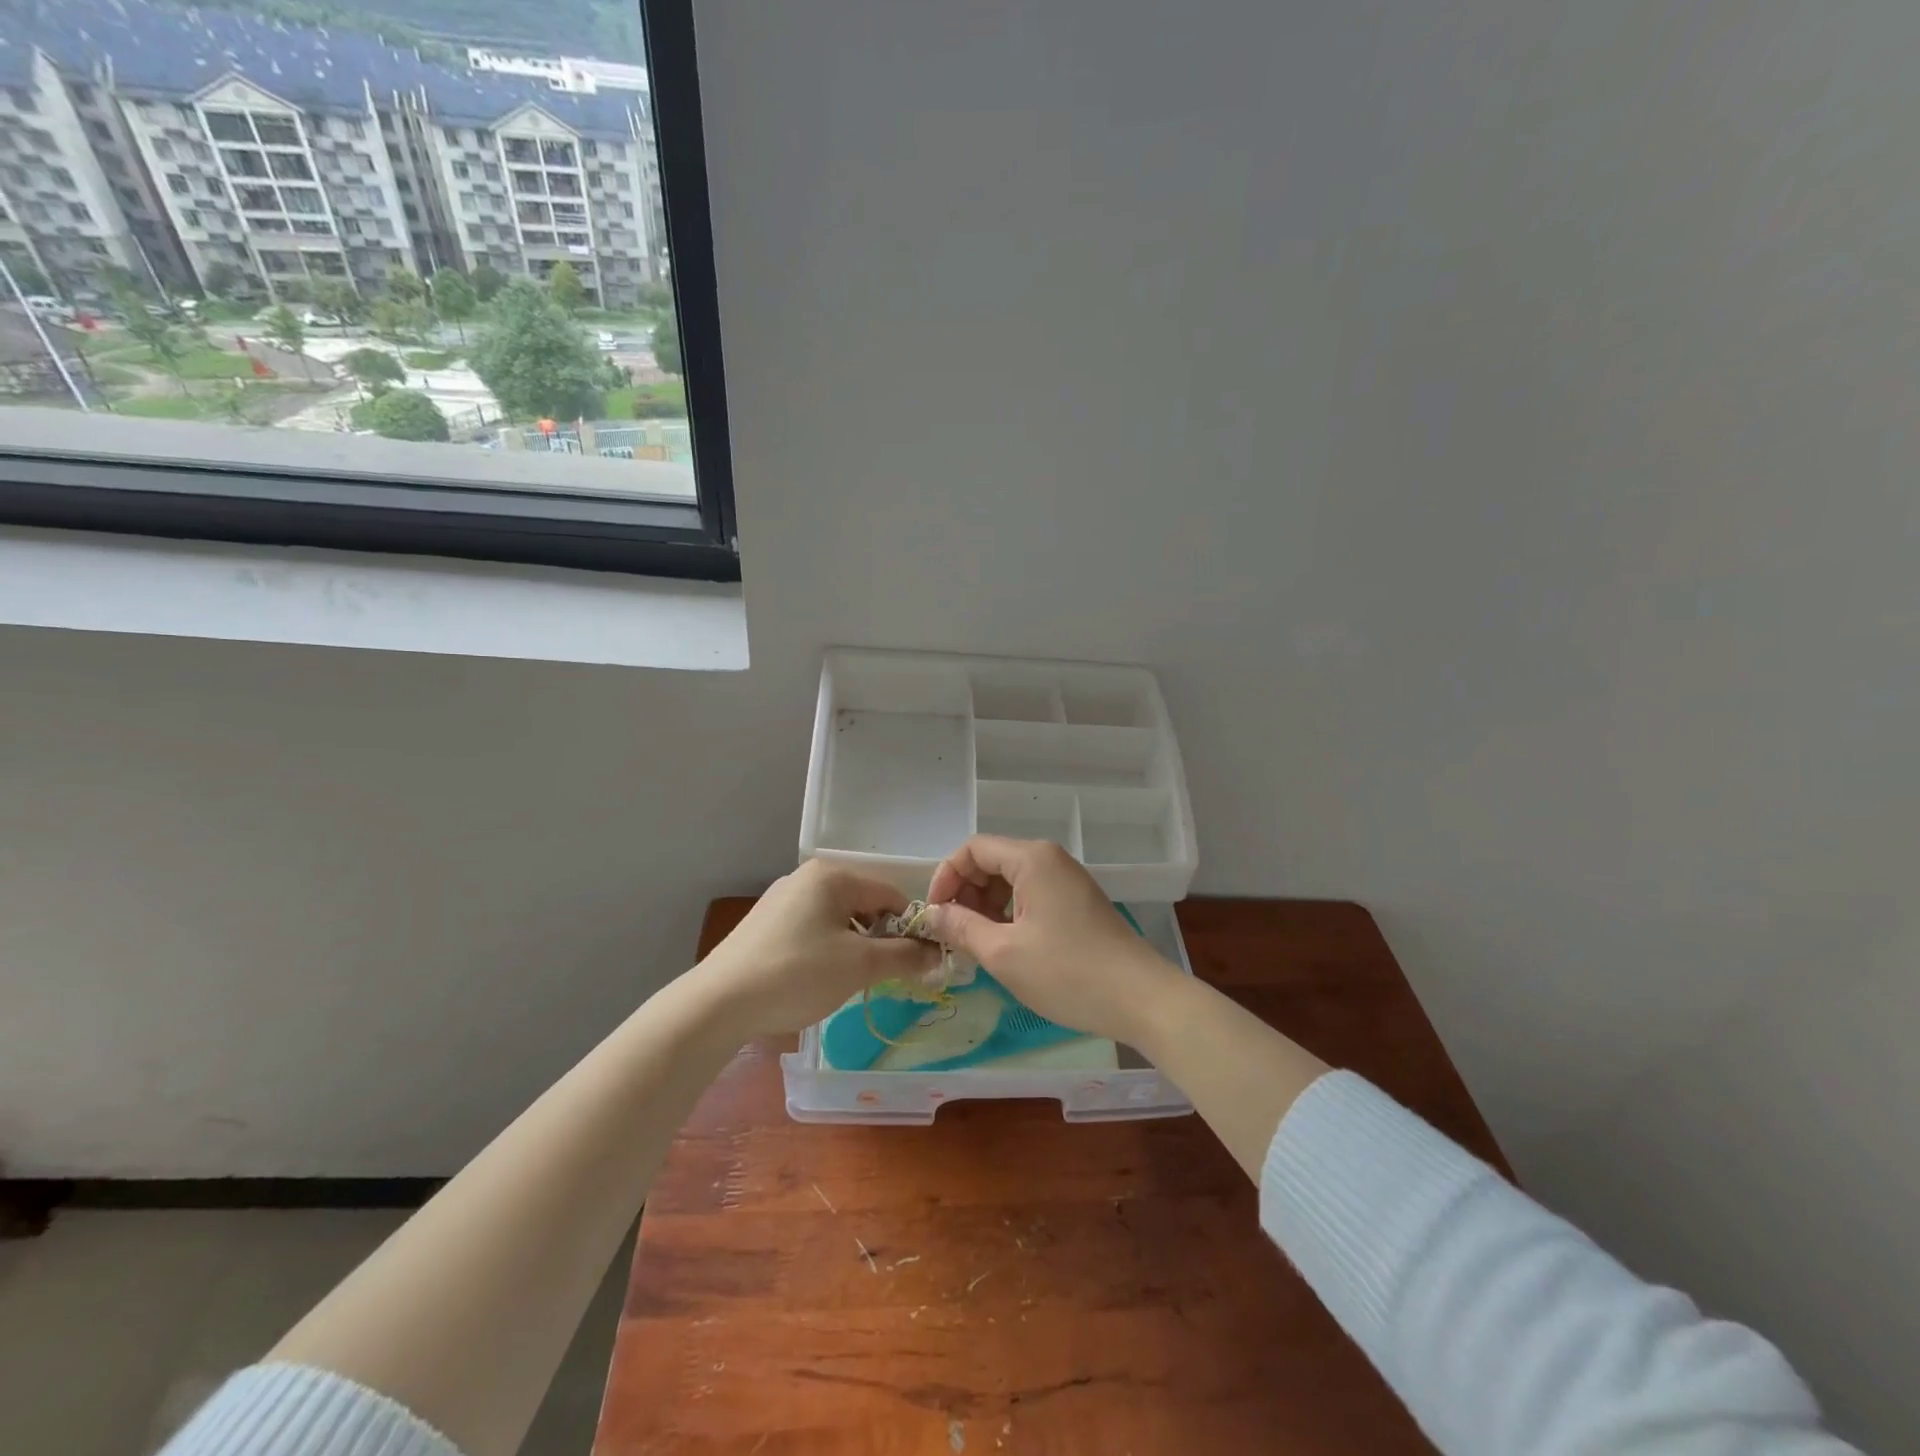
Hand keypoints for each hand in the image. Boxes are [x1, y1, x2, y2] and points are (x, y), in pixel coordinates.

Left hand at [693, 860, 941, 1035]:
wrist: (718, 1004)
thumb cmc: (797, 974)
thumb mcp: (859, 966)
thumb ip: (904, 956)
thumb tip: (938, 953)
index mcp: (832, 876)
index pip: (890, 894)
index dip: (909, 927)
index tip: (918, 962)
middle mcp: (806, 877)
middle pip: (863, 904)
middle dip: (879, 938)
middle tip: (881, 975)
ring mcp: (782, 899)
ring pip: (837, 919)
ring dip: (853, 946)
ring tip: (846, 981)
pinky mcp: (764, 924)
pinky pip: (811, 928)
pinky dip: (825, 950)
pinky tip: (815, 979)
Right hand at [923, 836, 1180, 1044]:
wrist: (1141, 999)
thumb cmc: (1068, 973)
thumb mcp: (1003, 953)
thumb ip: (961, 927)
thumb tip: (931, 915)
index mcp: (1032, 859)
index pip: (972, 849)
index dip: (945, 877)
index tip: (934, 916)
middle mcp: (1049, 860)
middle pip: (991, 862)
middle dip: (965, 894)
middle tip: (953, 935)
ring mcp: (1066, 881)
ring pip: (1010, 882)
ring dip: (985, 908)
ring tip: (976, 945)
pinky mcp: (1076, 904)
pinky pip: (1030, 897)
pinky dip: (1009, 916)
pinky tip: (1005, 948)